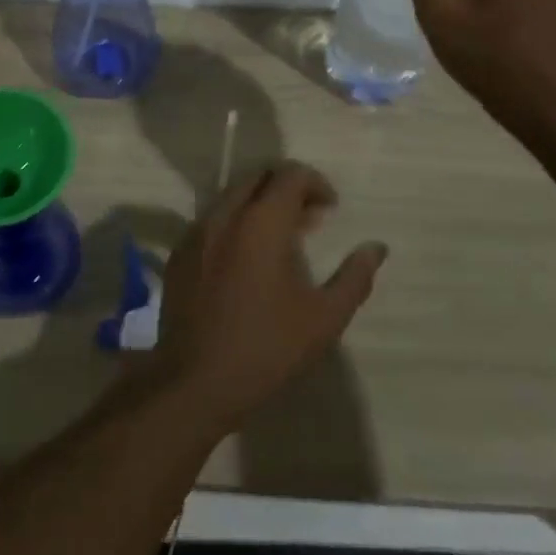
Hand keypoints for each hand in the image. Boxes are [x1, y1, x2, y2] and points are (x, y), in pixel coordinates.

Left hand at [151, 162, 385, 429]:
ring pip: (232, 196)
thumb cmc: (267, 348)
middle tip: (310, 221)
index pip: (289, 174)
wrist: (195, 380)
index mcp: (260, 222)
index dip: (316, 183)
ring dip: (260, 205)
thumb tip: (376, 248)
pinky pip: (212, 220)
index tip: (331, 210)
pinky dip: (235, 223)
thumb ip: (355, 277)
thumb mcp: (324, 318)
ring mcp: (195, 232)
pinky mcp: (180, 252)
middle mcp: (224, 214)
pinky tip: (247, 260)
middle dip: (287, 189)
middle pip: (258, 177)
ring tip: (282, 241)